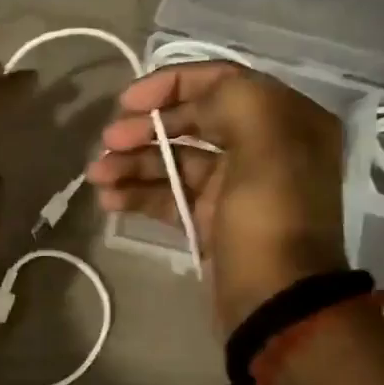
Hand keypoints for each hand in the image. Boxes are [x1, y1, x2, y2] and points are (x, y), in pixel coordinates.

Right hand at [87, 63, 347, 332]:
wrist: (278, 304)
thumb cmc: (270, 218)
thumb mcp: (264, 143)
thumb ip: (231, 99)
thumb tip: (192, 99)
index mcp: (286, 120)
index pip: (222, 80)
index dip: (170, 84)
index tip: (128, 102)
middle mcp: (263, 146)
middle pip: (193, 120)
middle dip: (146, 128)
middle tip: (108, 142)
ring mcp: (236, 186)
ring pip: (175, 160)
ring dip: (133, 162)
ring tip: (97, 176)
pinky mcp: (212, 221)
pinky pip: (170, 195)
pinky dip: (139, 194)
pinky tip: (110, 200)